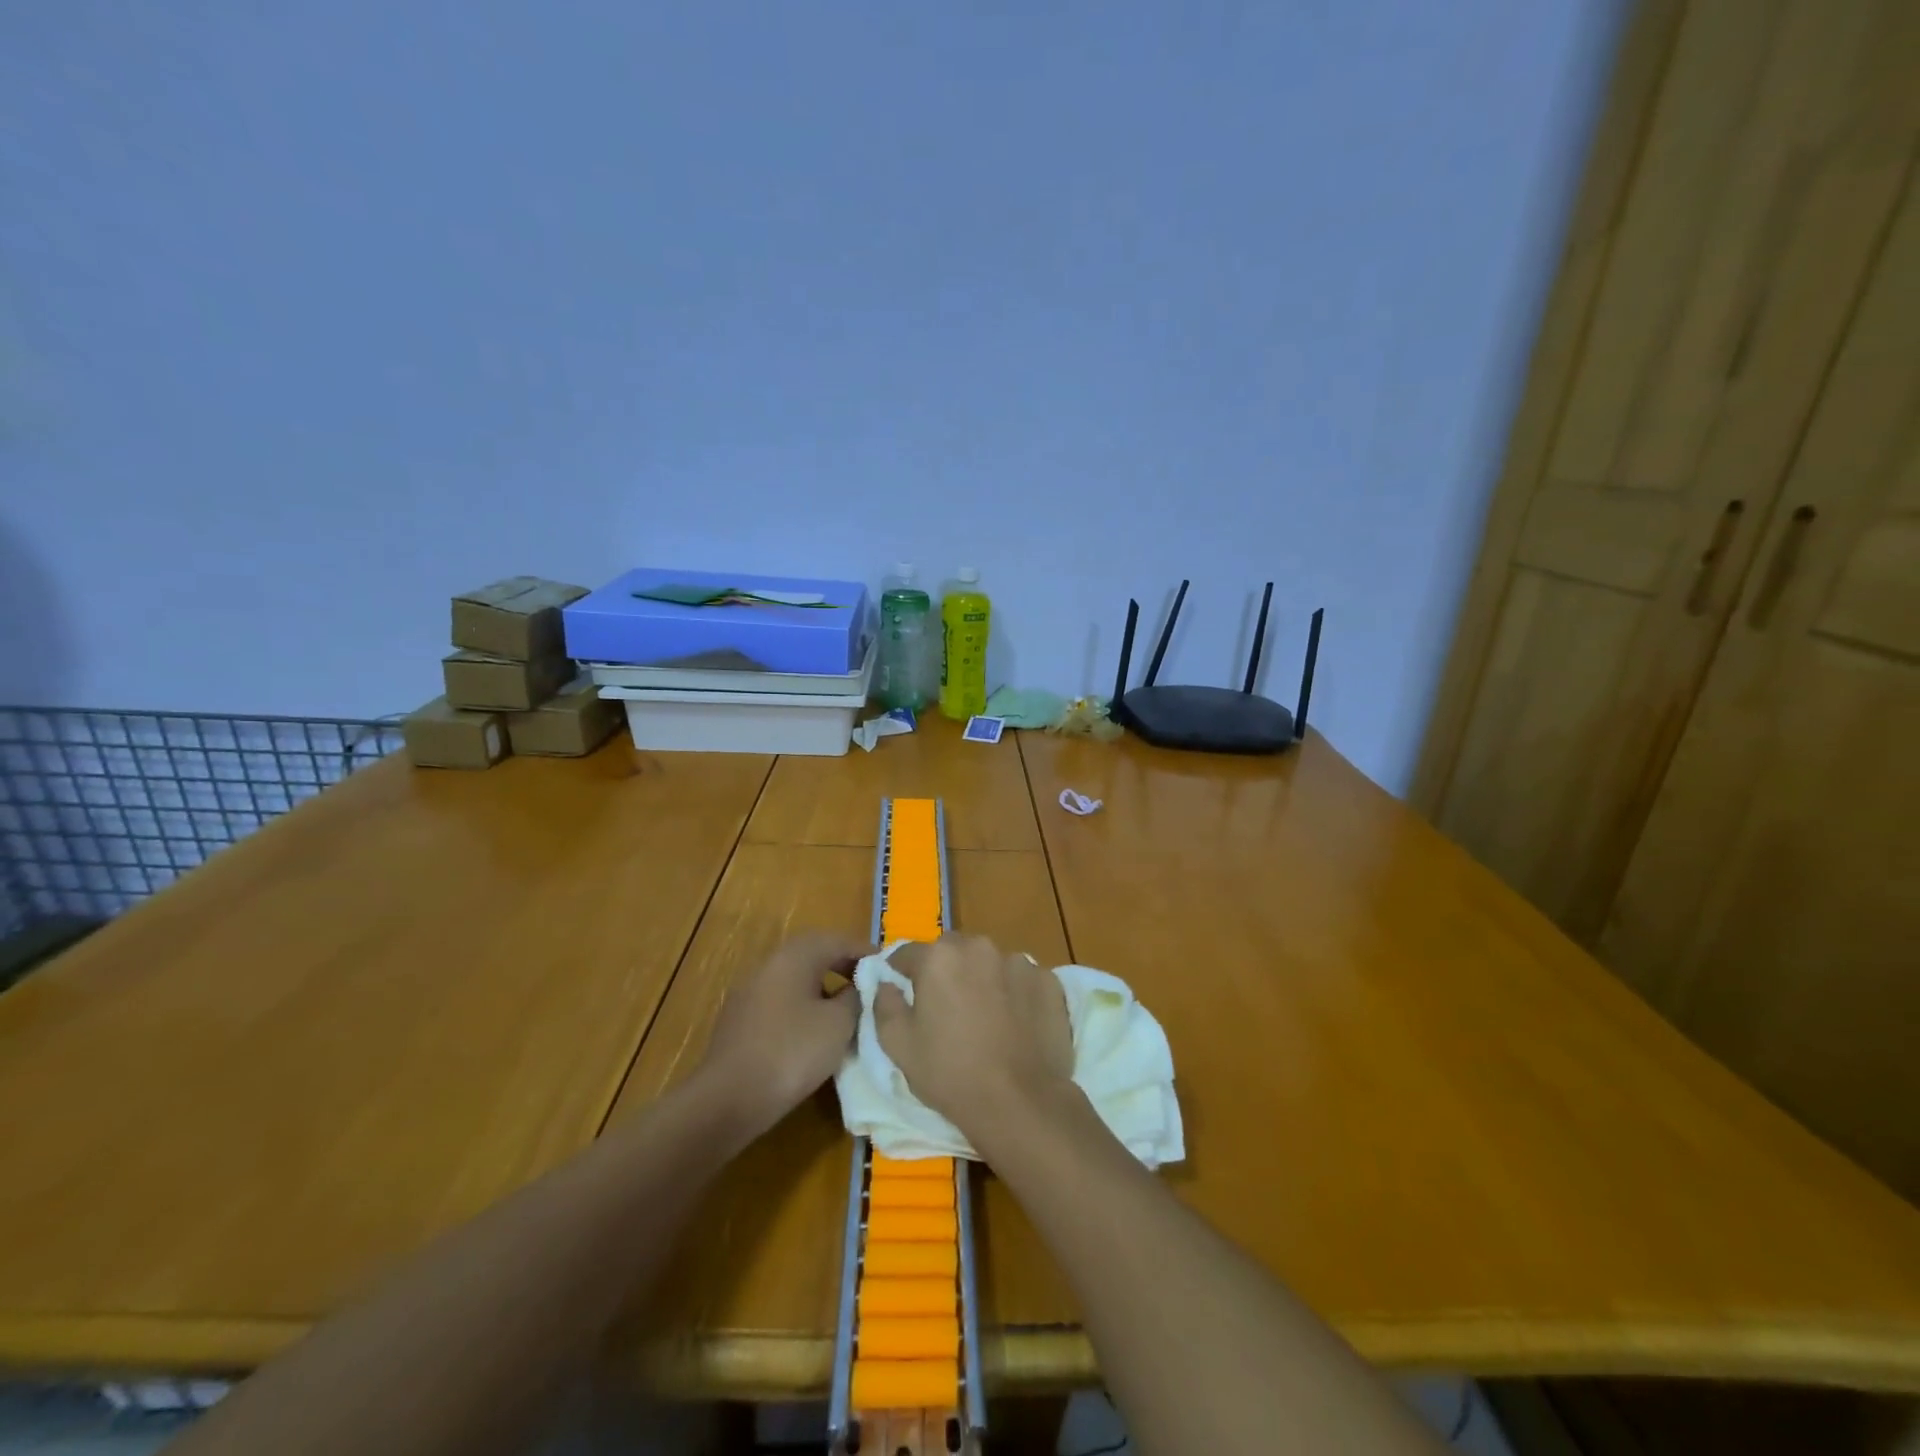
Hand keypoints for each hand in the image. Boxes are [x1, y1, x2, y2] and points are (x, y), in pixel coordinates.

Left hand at [700, 932, 869, 1139]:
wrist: (728, 1099)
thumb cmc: (792, 1052)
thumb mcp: (839, 1024)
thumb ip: (855, 997)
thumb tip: (858, 987)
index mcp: (795, 956)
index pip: (838, 940)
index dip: (866, 952)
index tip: (889, 968)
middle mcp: (770, 964)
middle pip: (814, 954)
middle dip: (844, 966)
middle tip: (870, 986)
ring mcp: (750, 992)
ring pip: (796, 979)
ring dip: (824, 988)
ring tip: (847, 1011)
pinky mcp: (741, 1020)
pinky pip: (781, 1001)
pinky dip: (804, 1007)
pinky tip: (815, 1033)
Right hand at [874, 933, 1074, 1143]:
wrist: (1020, 1101)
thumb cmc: (950, 1073)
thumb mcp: (899, 1046)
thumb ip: (885, 1005)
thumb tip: (885, 983)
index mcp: (938, 957)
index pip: (907, 953)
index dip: (901, 972)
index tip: (903, 991)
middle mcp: (979, 947)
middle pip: (952, 950)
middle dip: (945, 970)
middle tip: (945, 1006)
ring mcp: (1019, 962)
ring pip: (990, 962)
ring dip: (983, 978)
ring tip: (985, 1016)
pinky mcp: (1048, 981)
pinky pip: (1022, 979)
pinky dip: (1015, 992)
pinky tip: (1016, 1023)